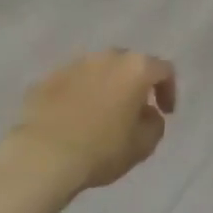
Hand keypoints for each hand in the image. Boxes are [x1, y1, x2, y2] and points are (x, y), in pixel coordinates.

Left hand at [8, 50, 176, 196]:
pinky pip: (72, 82)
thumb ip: (155, 124)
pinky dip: (79, 94)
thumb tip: (148, 114)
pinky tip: (74, 118)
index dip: (168, 90)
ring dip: (105, 87)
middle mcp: (107, 56)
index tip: (165, 112)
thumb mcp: (143, 146)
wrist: (43, 155)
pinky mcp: (49, 77)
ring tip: (101, 114)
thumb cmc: (101, 149)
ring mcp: (75, 63)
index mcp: (135, 68)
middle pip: (129, 64)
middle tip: (133, 110)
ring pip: (99, 70)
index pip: (163, 69)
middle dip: (134, 84)